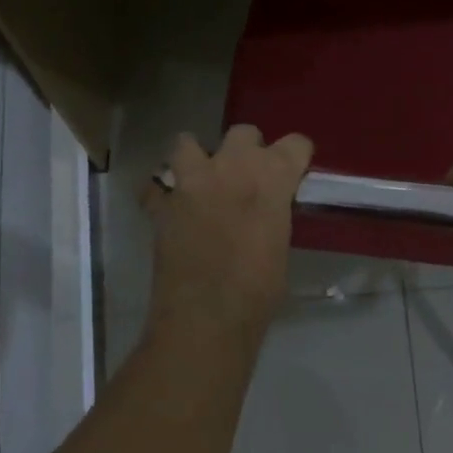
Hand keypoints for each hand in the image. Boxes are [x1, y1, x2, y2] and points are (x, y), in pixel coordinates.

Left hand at [141, 125, 313, 340]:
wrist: (206, 319)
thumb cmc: (258, 291)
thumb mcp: (280, 244)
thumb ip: (274, 213)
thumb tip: (267, 210)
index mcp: (272, 177)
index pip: (295, 143)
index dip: (296, 157)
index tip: (293, 174)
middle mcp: (232, 167)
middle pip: (243, 133)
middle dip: (248, 150)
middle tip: (247, 178)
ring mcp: (192, 181)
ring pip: (188, 143)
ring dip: (197, 157)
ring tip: (202, 180)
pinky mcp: (162, 204)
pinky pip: (156, 185)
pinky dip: (163, 193)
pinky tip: (172, 208)